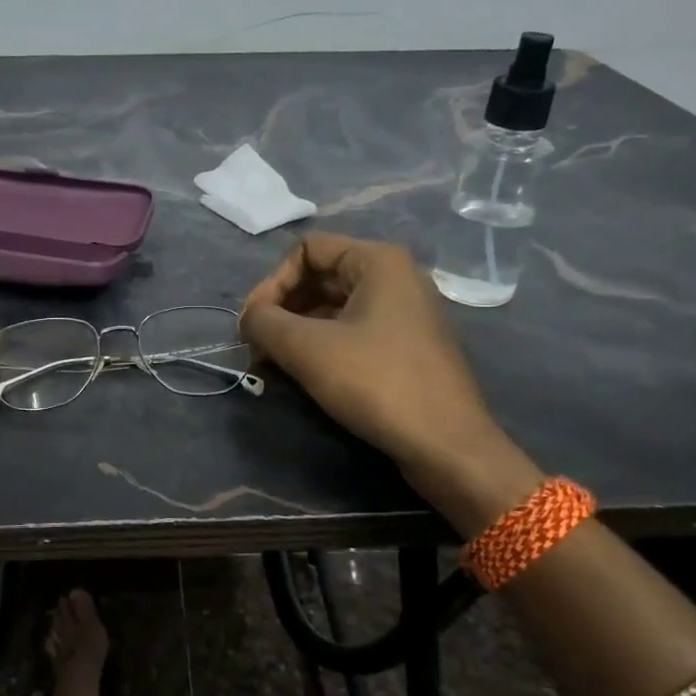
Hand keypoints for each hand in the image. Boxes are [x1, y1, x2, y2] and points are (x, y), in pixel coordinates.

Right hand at [240, 233, 537, 523]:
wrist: (447, 446)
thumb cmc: (376, 383)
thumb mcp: (307, 348)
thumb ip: (264, 322)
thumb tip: (248, 320)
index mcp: (378, 262)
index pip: (307, 249)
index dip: (271, 283)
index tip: (251, 325)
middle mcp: (395, 278)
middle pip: (319, 277)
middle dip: (280, 310)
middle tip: (255, 348)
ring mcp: (404, 314)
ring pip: (333, 308)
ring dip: (295, 332)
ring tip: (270, 366)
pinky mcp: (405, 348)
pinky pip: (352, 332)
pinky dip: (320, 347)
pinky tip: (301, 376)